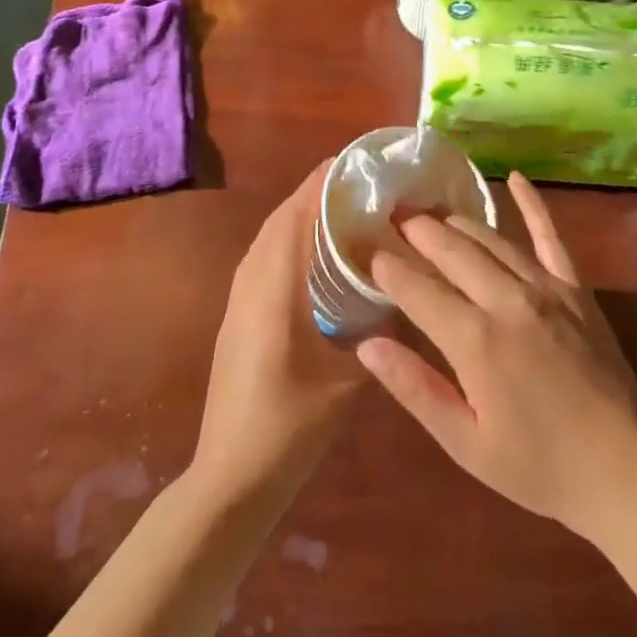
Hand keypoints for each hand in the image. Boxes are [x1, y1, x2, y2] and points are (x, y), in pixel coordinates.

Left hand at [190, 160, 365, 506]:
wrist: (231, 475)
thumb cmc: (290, 425)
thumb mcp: (348, 378)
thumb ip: (378, 330)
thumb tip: (405, 292)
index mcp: (275, 285)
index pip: (298, 212)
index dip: (325, 181)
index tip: (360, 162)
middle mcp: (251, 278)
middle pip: (284, 215)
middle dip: (319, 191)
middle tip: (364, 183)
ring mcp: (240, 294)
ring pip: (272, 234)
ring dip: (305, 213)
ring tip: (348, 208)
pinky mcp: (238, 311)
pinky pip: (266, 255)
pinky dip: (293, 238)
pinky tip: (321, 254)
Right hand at [357, 173, 636, 539]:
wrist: (625, 472)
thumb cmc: (538, 467)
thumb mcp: (466, 443)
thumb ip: (415, 388)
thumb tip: (367, 346)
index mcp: (475, 342)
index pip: (418, 289)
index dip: (389, 268)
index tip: (368, 252)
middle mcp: (507, 301)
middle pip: (451, 250)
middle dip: (417, 231)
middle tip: (392, 216)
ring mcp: (546, 288)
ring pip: (490, 238)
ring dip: (456, 221)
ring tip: (430, 211)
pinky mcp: (575, 289)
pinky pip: (551, 236)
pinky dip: (532, 204)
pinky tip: (516, 178)